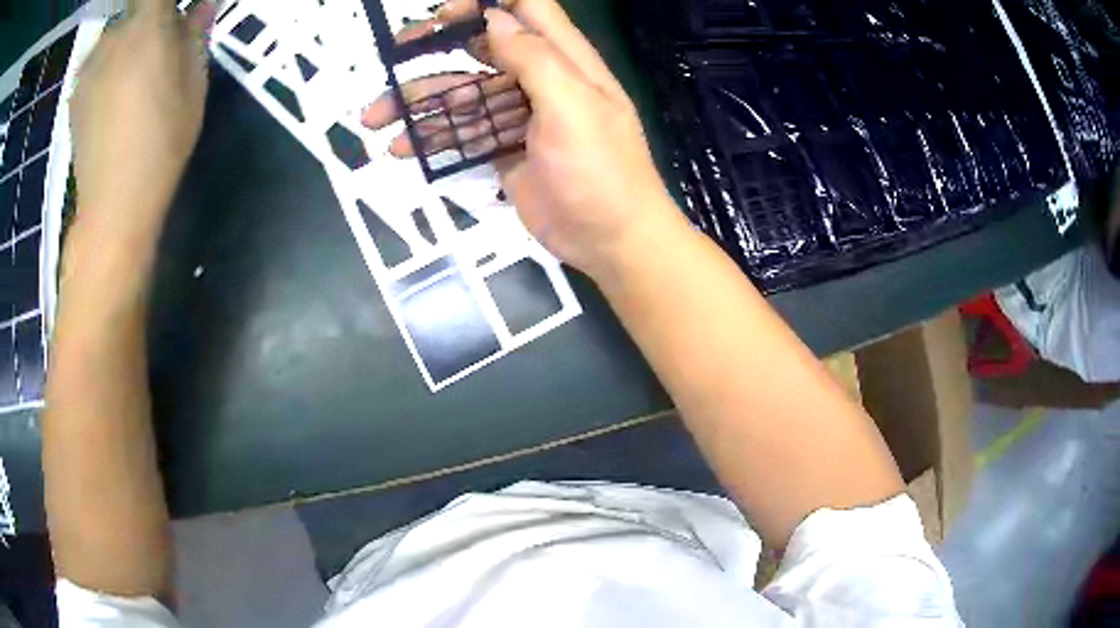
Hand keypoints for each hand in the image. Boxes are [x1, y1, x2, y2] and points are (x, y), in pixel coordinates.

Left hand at [71, 0, 215, 231]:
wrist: (113, 205)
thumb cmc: (161, 143)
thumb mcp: (194, 84)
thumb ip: (196, 34)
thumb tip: (202, 6)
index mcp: (147, 24)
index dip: (165, 3)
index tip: (175, 16)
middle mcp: (114, 34)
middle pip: (136, 8)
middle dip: (150, 19)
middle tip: (160, 48)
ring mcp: (90, 64)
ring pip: (114, 34)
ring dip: (126, 41)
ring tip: (132, 78)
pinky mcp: (76, 92)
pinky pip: (96, 60)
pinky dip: (106, 65)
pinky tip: (111, 97)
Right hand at [362, 0, 684, 280]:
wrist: (610, 240)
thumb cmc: (600, 170)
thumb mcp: (573, 106)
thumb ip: (535, 58)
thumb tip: (495, 18)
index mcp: (563, 60)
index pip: (525, 10)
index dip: (485, 2)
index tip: (443, 13)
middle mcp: (539, 80)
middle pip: (482, 48)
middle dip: (435, 49)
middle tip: (392, 56)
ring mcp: (519, 116)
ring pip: (463, 95)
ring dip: (419, 102)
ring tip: (374, 118)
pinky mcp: (504, 150)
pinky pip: (463, 134)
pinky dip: (432, 138)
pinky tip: (401, 148)